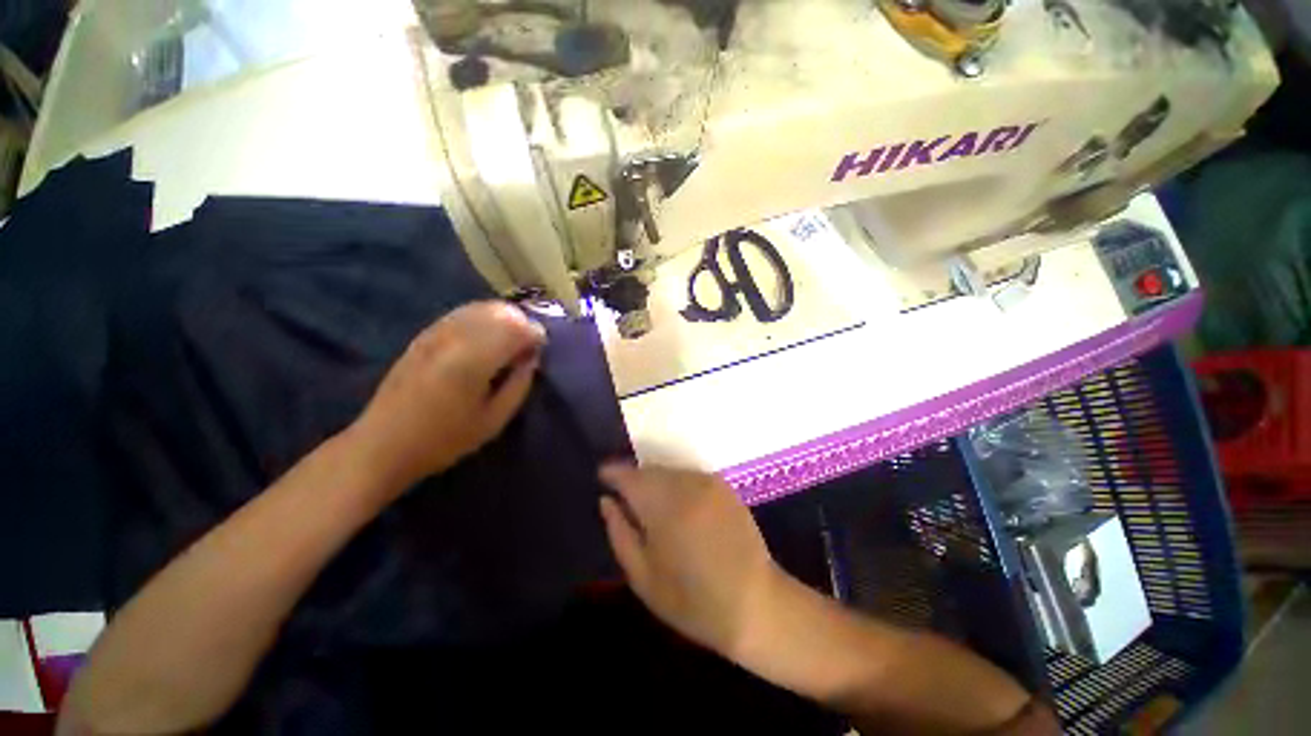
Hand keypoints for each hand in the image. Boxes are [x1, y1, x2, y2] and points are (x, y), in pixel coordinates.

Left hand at [347, 302, 545, 495]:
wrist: (383, 444)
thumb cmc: (444, 439)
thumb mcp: (494, 420)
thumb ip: (519, 385)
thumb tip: (531, 358)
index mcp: (474, 359)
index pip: (516, 328)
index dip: (535, 334)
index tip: (541, 349)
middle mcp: (455, 337)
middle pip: (500, 312)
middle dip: (521, 323)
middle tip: (527, 346)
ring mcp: (435, 333)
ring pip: (481, 308)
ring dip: (503, 319)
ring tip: (509, 341)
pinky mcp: (424, 335)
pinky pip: (462, 314)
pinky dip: (482, 319)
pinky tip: (485, 338)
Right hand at [598, 464, 783, 660]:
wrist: (754, 603)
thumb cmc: (691, 600)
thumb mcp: (642, 576)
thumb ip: (619, 532)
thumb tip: (606, 501)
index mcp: (663, 506)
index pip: (628, 476)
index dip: (612, 473)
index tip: (602, 478)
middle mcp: (686, 484)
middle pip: (649, 470)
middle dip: (634, 479)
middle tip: (624, 497)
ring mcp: (708, 482)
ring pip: (669, 471)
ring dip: (655, 482)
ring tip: (651, 505)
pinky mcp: (724, 486)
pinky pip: (689, 476)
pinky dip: (677, 484)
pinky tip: (678, 507)